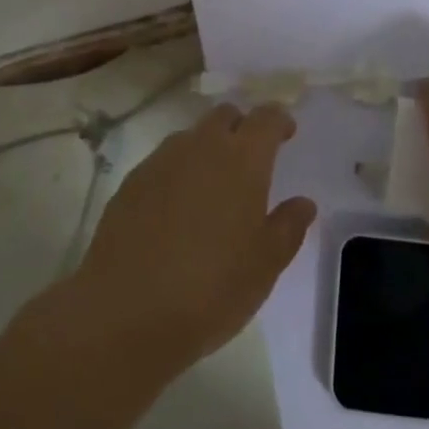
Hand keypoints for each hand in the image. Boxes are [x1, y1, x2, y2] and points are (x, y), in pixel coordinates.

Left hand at [68, 103, 316, 374]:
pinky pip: (163, 162)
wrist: (125, 312)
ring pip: (192, 137)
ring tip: (211, 188)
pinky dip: (177, 173)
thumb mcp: (264, 266)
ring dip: (206, 150)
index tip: (286, 133)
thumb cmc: (211, 288)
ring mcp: (162, 160)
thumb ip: (288, 227)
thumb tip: (303, 203)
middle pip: (225, 116)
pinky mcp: (132, 181)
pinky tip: (174, 210)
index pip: (266, 118)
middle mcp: (203, 146)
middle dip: (241, 128)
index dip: (279, 120)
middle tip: (249, 160)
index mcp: (243, 158)